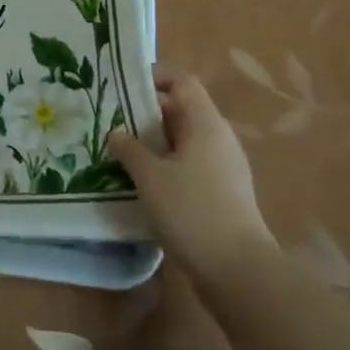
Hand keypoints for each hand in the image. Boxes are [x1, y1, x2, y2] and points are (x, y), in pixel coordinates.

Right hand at [109, 65, 272, 282]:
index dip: (154, 76)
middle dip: (145, 112)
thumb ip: (130, 150)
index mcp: (205, 124)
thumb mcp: (151, 177)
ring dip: (153, 142)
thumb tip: (117, 133)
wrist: (238, 272)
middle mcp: (218, 139)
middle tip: (111, 119)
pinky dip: (164, 166)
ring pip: (183, 141)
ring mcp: (223, 168)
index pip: (182, 82)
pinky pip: (188, 166)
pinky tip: (141, 182)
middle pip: (181, 110)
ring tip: (119, 150)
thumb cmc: (193, 211)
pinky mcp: (221, 194)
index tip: (122, 85)